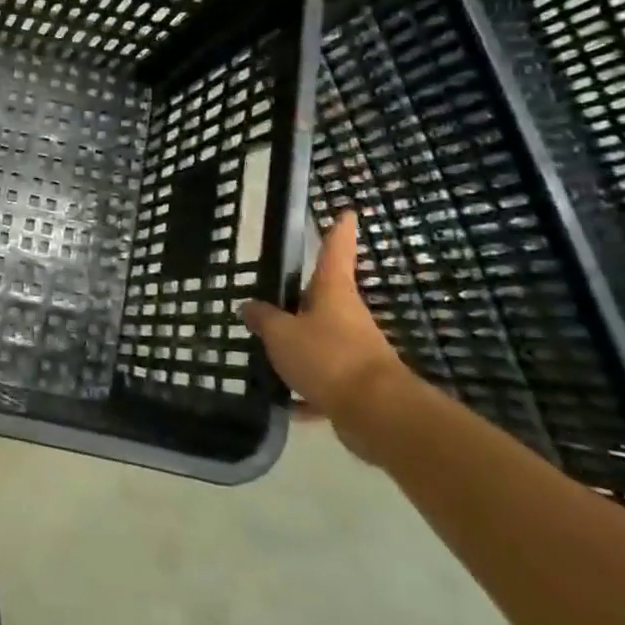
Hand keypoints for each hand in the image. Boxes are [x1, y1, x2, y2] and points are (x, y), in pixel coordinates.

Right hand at [241, 212, 413, 457]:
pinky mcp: (354, 385)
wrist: (376, 412)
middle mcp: (347, 317)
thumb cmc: (328, 356)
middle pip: (324, 299)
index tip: (348, 212)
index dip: (339, 232)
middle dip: (302, 299)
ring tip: (267, 353)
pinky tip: (284, 402)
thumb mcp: (282, 334)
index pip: (336, 252)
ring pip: (321, 342)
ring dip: (299, 347)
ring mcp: (354, 351)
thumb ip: (263, 319)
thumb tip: (248, 306)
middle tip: (274, 296)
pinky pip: (323, 381)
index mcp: (333, 293)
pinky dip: (305, 391)